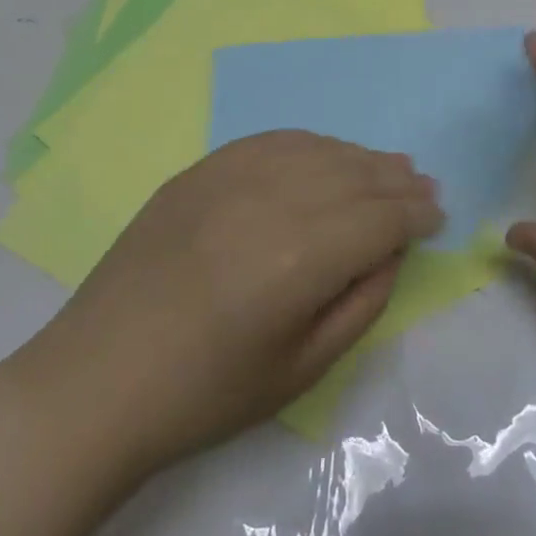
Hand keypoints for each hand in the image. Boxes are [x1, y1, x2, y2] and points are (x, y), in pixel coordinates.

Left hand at [34, 131, 444, 471]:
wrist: (97, 380)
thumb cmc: (205, 395)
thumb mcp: (301, 370)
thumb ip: (359, 303)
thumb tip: (390, 252)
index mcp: (299, 258)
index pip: (379, 219)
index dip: (415, 215)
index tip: (437, 216)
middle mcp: (269, 201)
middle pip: (352, 175)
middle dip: (395, 180)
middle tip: (423, 184)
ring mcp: (227, 178)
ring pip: (314, 149)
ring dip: (358, 157)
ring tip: (386, 166)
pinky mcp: (198, 172)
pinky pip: (268, 141)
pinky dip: (307, 143)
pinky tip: (323, 152)